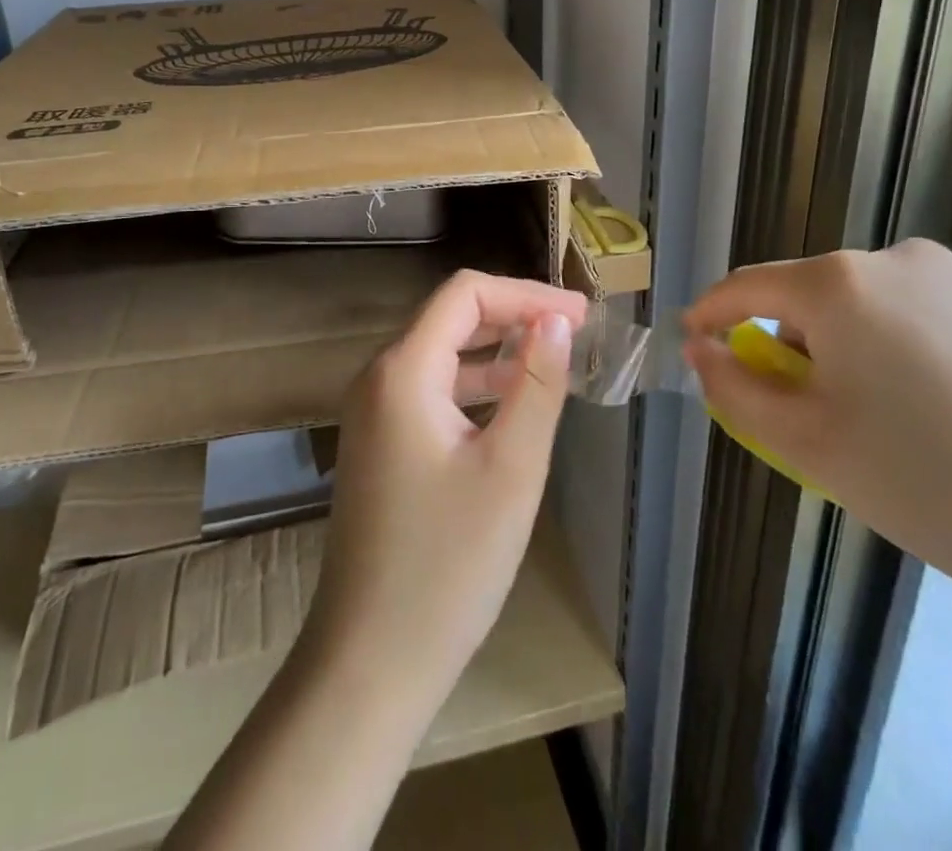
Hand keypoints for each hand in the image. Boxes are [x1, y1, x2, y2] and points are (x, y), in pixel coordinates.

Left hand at [302, 270, 588, 713]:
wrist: (371, 658)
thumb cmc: (448, 563)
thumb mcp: (511, 468)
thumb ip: (537, 383)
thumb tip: (555, 320)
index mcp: (403, 370)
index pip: (465, 293)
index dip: (525, 293)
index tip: (580, 315)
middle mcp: (379, 377)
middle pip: (451, 317)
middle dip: (514, 315)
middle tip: (576, 331)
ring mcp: (373, 411)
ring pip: (442, 353)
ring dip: (497, 349)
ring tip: (554, 359)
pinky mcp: (379, 442)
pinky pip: (431, 389)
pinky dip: (475, 384)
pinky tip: (512, 402)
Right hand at [682, 240, 951, 593]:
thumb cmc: (920, 482)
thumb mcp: (802, 442)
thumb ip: (732, 386)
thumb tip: (702, 348)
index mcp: (837, 284)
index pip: (748, 287)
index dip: (712, 312)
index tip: (696, 339)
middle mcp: (896, 259)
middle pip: (814, 293)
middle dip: (795, 338)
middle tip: (811, 403)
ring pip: (875, 299)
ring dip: (857, 338)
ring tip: (888, 406)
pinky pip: (932, 309)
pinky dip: (915, 341)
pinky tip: (949, 400)